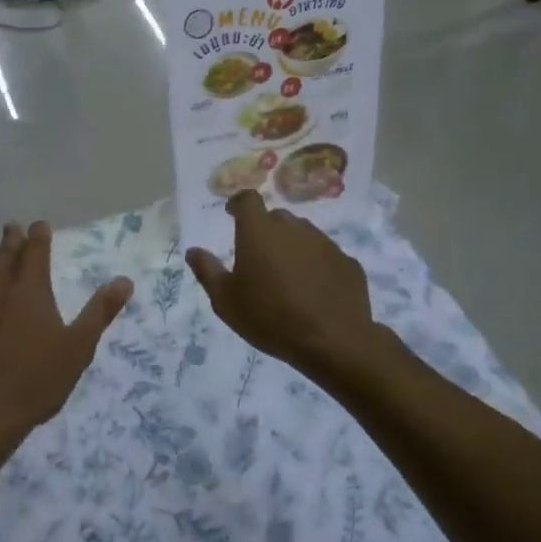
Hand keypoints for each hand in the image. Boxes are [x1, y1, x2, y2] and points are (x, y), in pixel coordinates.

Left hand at [0, 222, 131, 456]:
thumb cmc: (34, 382)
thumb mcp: (77, 349)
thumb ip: (100, 312)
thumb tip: (124, 281)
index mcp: (29, 288)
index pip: (34, 249)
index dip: (38, 235)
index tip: (40, 226)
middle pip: (3, 254)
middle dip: (11, 240)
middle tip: (13, 230)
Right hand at [186, 191, 374, 372]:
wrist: (332, 341)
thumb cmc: (269, 317)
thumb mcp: (225, 300)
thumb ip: (207, 270)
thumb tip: (193, 251)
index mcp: (259, 231)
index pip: (248, 200)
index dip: (238, 204)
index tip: (232, 214)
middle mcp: (293, 228)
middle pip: (276, 217)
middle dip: (265, 229)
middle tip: (258, 256)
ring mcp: (325, 243)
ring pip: (303, 235)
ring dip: (291, 246)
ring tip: (286, 275)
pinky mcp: (347, 262)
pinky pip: (325, 256)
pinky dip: (315, 265)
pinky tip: (313, 290)